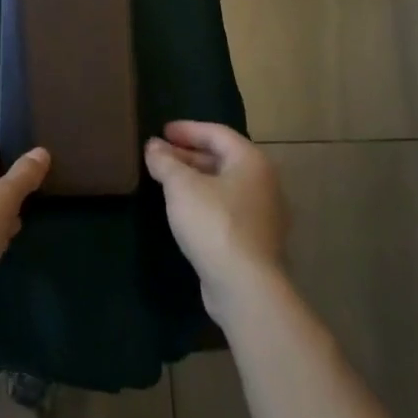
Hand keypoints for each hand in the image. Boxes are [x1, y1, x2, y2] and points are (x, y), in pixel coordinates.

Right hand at [144, 121, 286, 321]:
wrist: (245, 287)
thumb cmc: (214, 223)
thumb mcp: (181, 186)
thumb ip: (165, 161)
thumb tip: (153, 146)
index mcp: (251, 161)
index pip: (217, 133)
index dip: (188, 129)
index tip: (162, 131)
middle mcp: (264, 182)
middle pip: (222, 158)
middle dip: (189, 155)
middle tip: (161, 155)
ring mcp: (263, 214)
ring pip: (224, 185)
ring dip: (195, 179)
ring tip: (168, 180)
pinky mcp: (256, 241)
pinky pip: (228, 209)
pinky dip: (205, 201)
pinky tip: (185, 210)